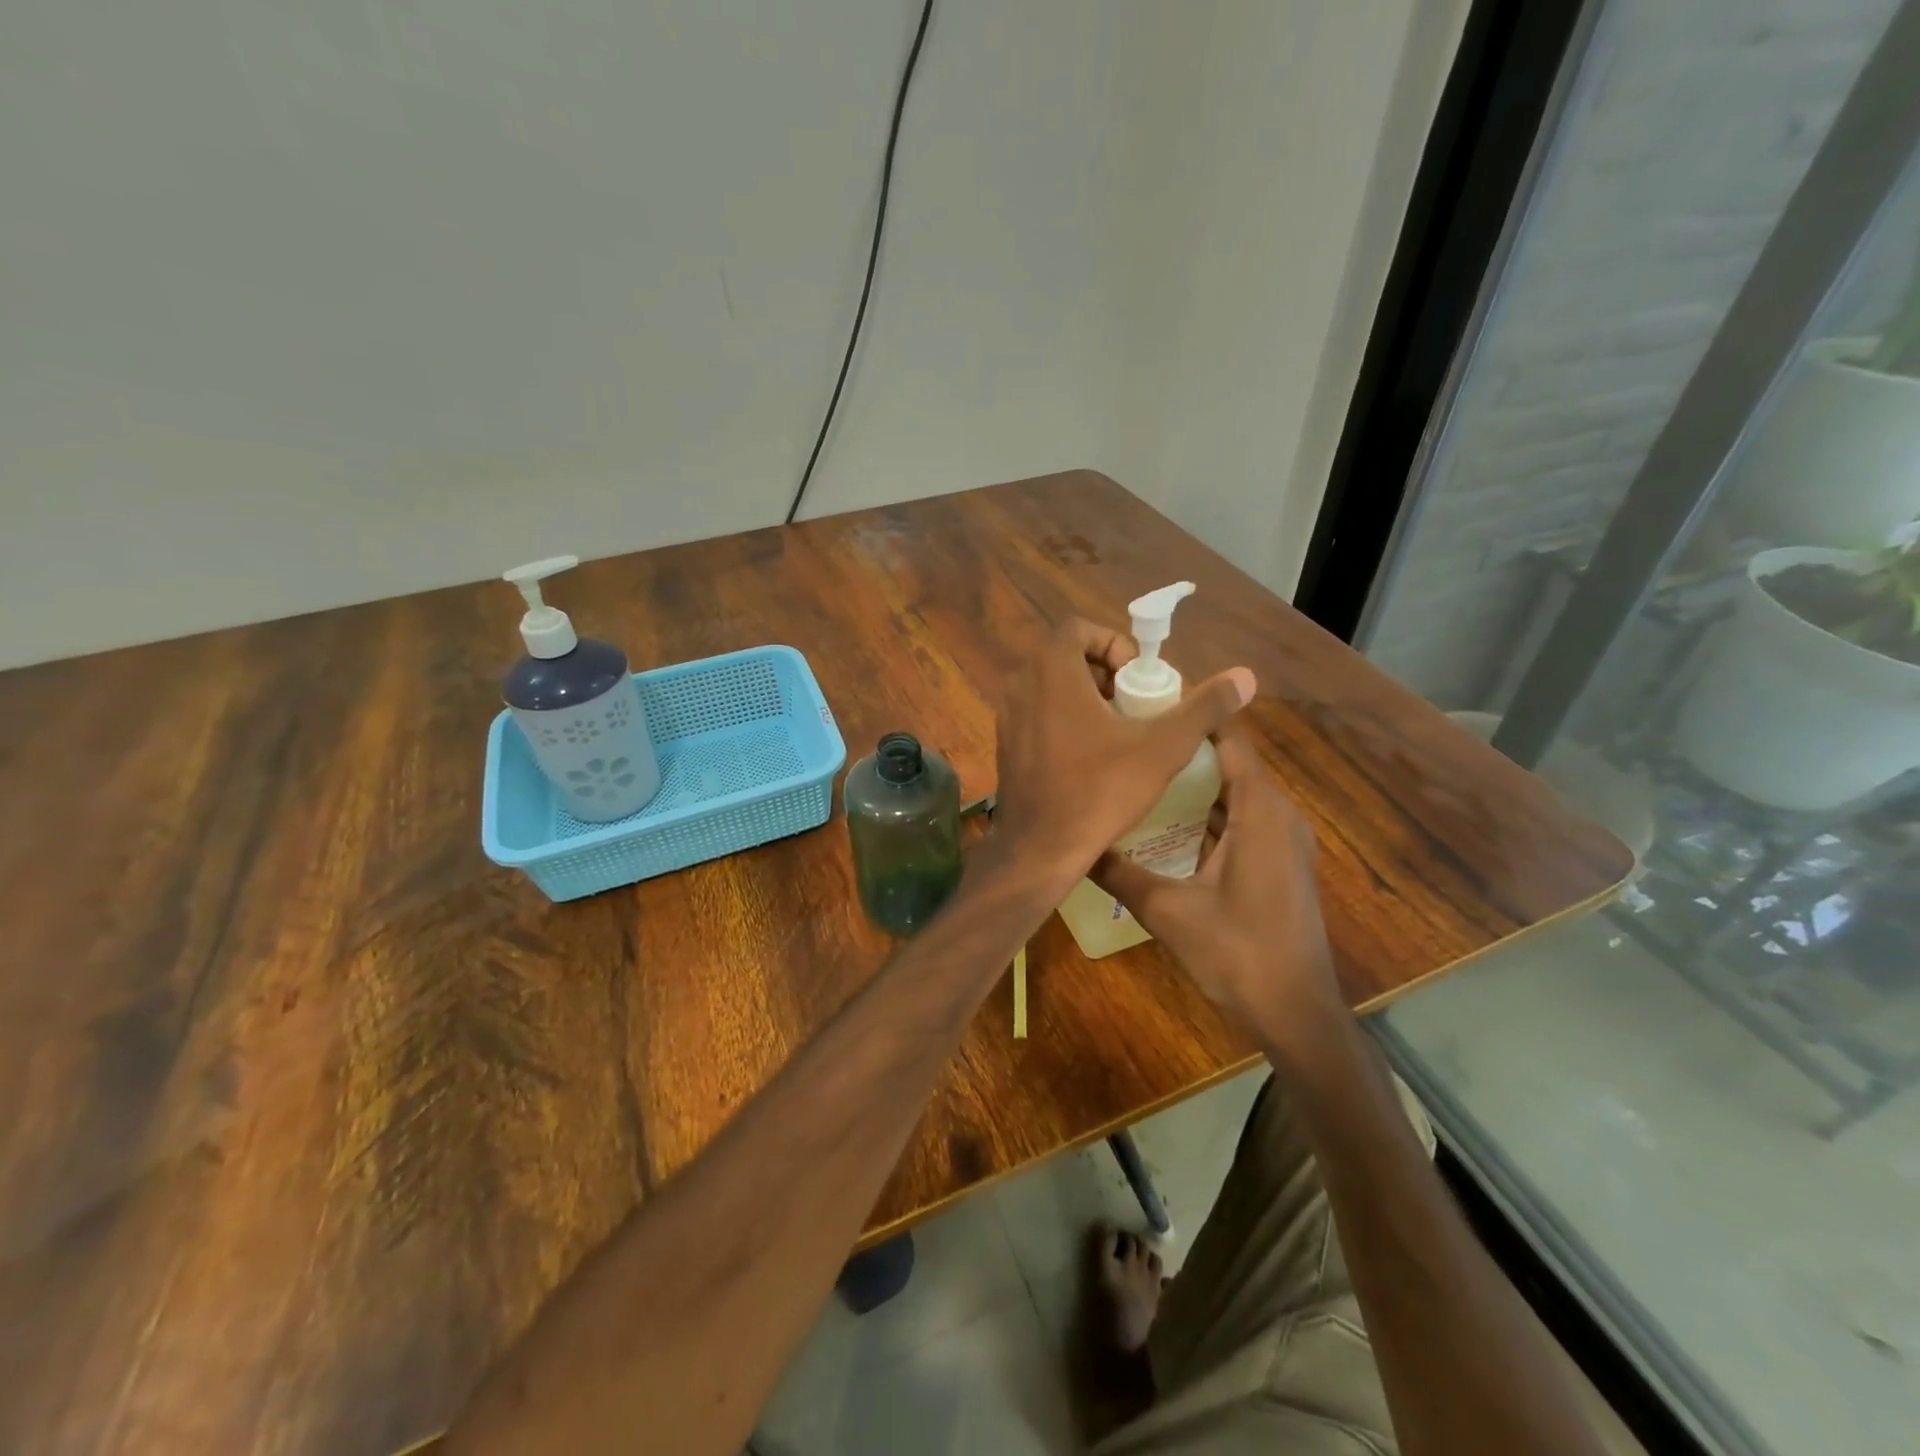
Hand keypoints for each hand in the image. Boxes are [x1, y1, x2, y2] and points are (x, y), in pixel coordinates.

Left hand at [987, 617, 1253, 894]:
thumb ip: (1203, 708)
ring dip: (1083, 698)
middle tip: (1133, 704)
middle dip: (1103, 673)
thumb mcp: (1162, 748)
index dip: (1113, 643)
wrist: (1040, 849)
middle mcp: (1020, 685)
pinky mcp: (1004, 746)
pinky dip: (1062, 721)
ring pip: (1049, 688)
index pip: (1077, 628)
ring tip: (1117, 732)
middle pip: (1064, 657)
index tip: (1137, 677)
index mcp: (1050, 671)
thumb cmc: (1100, 791)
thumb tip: (1246, 676)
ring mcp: (1007, 717)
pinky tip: (1089, 758)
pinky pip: (1036, 715)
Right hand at [1089, 729, 1344, 1064]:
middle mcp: (1278, 815)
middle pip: (1231, 762)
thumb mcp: (1167, 911)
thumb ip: (1119, 873)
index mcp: (1259, 811)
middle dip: (1184, 748)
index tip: (1147, 704)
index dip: (1194, 717)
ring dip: (1195, 782)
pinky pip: (1243, 819)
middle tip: (1132, 739)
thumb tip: (1073, 846)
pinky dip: (1209, 812)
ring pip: (1236, 793)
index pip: (1230, 740)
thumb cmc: (1237, 952)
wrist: (1296, 1012)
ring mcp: (1283, 840)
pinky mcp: (1279, 863)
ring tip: (1142, 772)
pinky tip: (1167, 822)